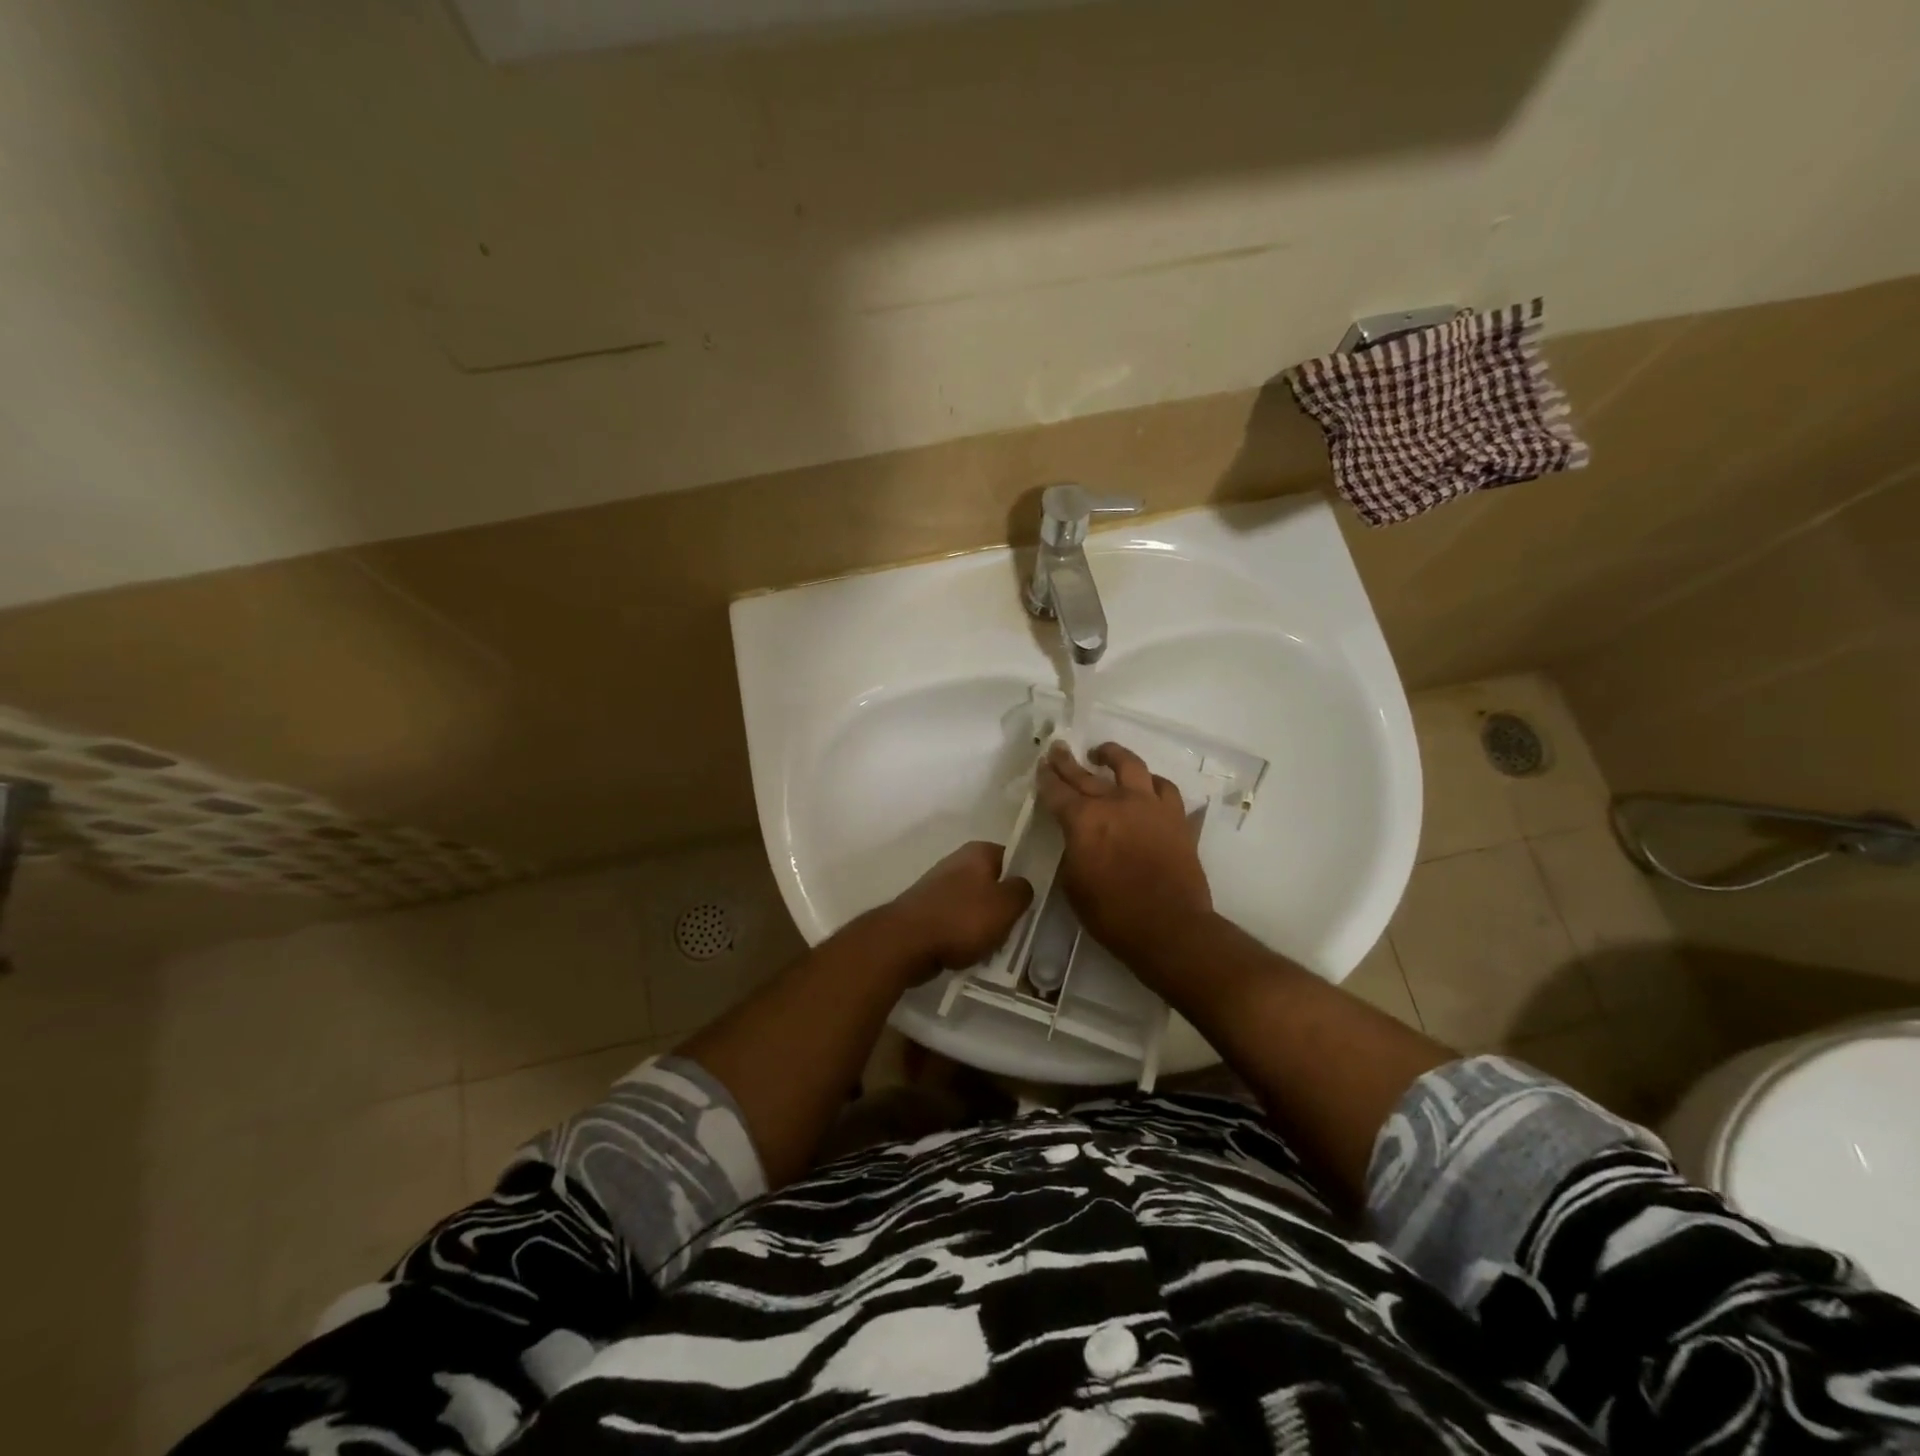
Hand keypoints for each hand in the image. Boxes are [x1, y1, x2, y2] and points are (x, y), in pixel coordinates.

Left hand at [884, 841, 1033, 980]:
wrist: (905, 943)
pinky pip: (956, 923)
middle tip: (1016, 930)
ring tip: (995, 948)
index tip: (1034, 902)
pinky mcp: (927, 912)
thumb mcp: (1007, 905)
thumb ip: (1023, 891)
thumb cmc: (962, 919)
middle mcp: (957, 863)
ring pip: (975, 906)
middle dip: (1004, 908)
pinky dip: (965, 938)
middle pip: (993, 884)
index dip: (1026, 879)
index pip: (1013, 858)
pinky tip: (971, 955)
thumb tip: (1022, 886)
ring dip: (985, 926)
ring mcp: (939, 888)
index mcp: (978, 852)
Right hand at [1035, 741, 1212, 977]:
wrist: (1170, 928)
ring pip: (1130, 766)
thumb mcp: (1073, 885)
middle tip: (1058, 748)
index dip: (1046, 778)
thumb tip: (1077, 838)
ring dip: (1113, 755)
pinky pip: (1165, 788)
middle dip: (1068, 761)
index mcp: (1084, 820)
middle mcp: (1115, 803)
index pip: (1057, 791)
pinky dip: (1152, 782)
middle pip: (1086, 774)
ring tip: (1103, 753)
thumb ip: (1072, 851)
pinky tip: (1147, 784)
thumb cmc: (1112, 914)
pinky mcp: (1176, 817)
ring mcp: (1149, 806)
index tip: (1041, 766)